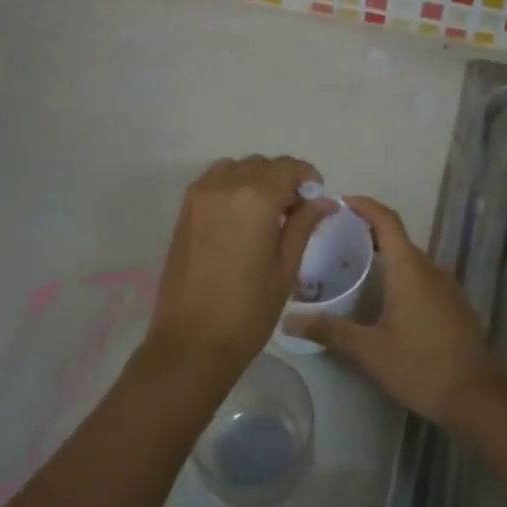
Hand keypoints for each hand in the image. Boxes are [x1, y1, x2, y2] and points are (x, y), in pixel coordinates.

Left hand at [147, 156, 335, 379]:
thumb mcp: (286, 267)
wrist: (192, 341)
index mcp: (254, 198)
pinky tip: (241, 220)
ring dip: (254, 180)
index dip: (307, 177)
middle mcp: (224, 187)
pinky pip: (213, 183)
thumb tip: (323, 201)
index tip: (316, 199)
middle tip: (295, 211)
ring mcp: (198, 198)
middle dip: (282, 179)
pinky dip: (231, 188)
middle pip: (260, 164)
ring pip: (234, 169)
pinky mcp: (183, 213)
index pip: (287, 167)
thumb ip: (304, 225)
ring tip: (266, 214)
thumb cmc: (248, 310)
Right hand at [285, 197, 506, 431]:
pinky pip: (422, 277)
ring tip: (352, 266)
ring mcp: (447, 287)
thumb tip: (289, 321)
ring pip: (411, 259)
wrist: (476, 397)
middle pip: (397, 238)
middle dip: (367, 232)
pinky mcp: (454, 305)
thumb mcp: (369, 350)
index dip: (364, 206)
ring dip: (384, 255)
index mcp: (409, 269)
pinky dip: (400, 275)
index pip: (386, 220)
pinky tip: (382, 297)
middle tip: (333, 240)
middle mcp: (430, 269)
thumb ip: (329, 331)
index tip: (338, 202)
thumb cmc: (420, 366)